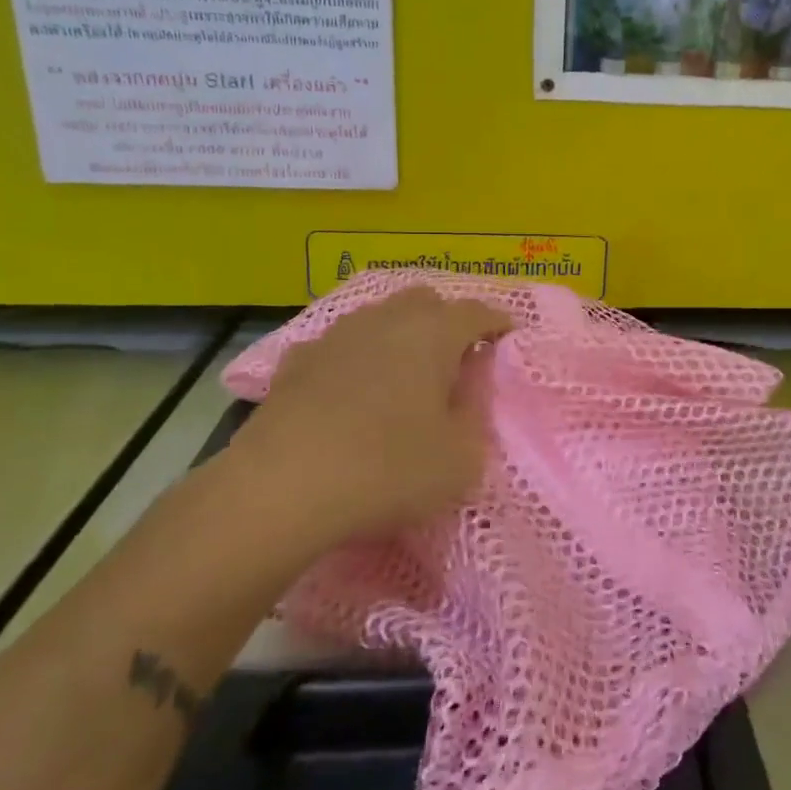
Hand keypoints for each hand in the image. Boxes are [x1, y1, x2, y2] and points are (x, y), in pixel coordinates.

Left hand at [210, 288, 510, 554]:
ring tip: (404, 373)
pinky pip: (339, 347)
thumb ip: (476, 411)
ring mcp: (336, 336)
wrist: (282, 487)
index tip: (508, 338)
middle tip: (456, 358)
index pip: (476, 312)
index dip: (497, 322)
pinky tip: (349, 390)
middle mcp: (386, 320)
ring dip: (399, 335)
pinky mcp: (296, 361)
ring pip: (379, 318)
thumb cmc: (388, 469)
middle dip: (447, 321)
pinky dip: (354, 359)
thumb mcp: (460, 457)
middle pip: (425, 302)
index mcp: (433, 334)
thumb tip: (472, 380)